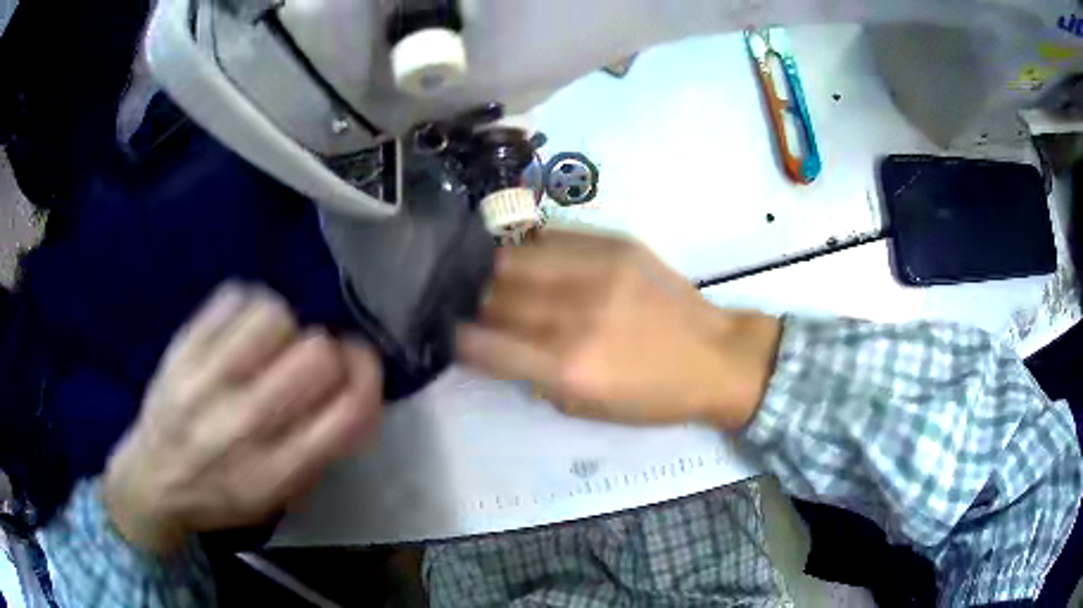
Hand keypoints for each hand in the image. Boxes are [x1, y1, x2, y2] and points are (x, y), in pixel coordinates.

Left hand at [103, 283, 382, 552]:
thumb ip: (322, 447)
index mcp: (277, 471)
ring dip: (286, 328)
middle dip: (329, 353)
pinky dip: (250, 308)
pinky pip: (234, 297)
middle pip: (316, 355)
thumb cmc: (222, 495)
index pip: (347, 409)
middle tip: (313, 363)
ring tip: (271, 347)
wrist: (152, 481)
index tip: (361, 366)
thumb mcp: (280, 496)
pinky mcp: (181, 347)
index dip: (368, 376)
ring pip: (275, 317)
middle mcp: (242, 424)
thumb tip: (353, 386)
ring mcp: (205, 379)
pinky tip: (243, 331)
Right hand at [456, 230, 780, 429]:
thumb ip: (532, 376)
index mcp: (567, 367)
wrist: (714, 357)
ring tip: (500, 280)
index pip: (484, 344)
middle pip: (494, 294)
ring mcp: (596, 271)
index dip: (460, 339)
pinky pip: (549, 236)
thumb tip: (492, 345)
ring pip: (514, 258)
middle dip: (477, 304)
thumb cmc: (651, 396)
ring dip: (498, 273)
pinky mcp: (615, 244)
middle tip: (479, 308)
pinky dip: (530, 251)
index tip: (454, 334)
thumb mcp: (585, 407)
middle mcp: (575, 313)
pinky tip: (531, 260)